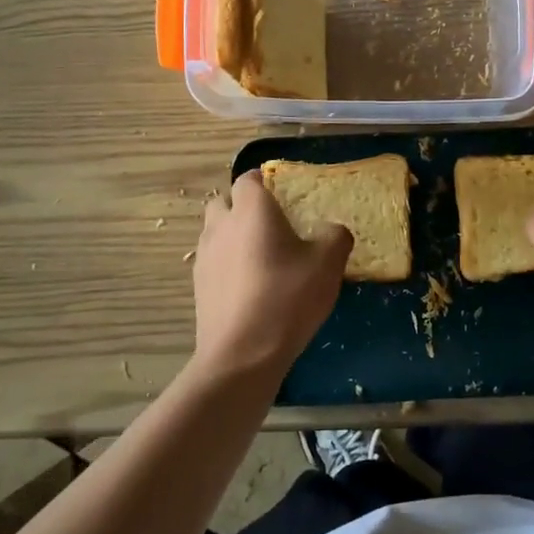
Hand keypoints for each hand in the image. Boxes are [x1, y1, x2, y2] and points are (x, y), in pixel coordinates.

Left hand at [193, 171, 350, 378]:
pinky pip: (213, 262)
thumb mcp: (328, 264)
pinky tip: (250, 286)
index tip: (286, 195)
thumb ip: (335, 236)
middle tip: (272, 225)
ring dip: (233, 236)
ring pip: (216, 232)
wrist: (242, 355)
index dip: (266, 182)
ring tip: (262, 257)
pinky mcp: (199, 287)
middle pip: (225, 202)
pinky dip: (228, 265)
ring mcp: (204, 257)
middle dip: (244, 207)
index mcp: (251, 210)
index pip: (249, 178)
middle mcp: (221, 225)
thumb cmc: (287, 298)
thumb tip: (331, 230)